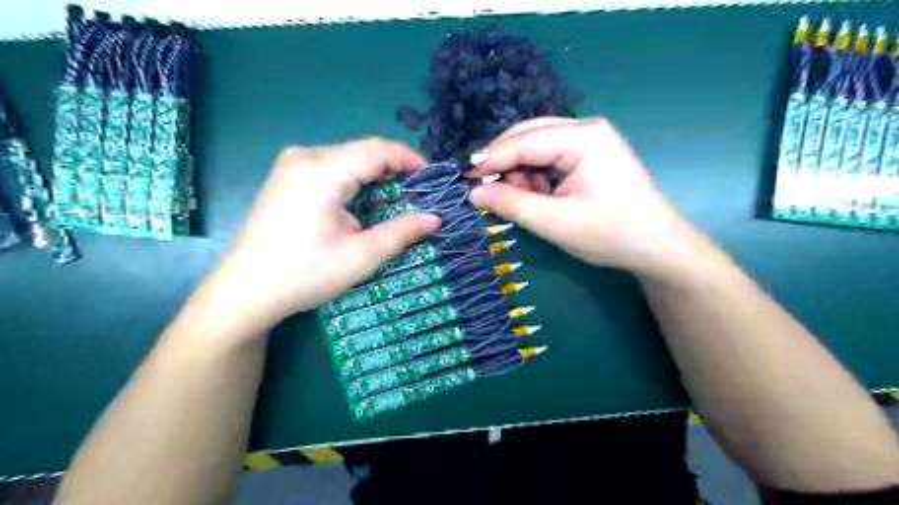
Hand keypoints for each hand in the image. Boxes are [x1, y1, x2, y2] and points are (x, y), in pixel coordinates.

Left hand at [195, 138, 441, 335]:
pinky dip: (355, 182)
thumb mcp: (361, 256)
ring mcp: (291, 165)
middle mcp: (305, 157)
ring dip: (375, 177)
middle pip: (362, 152)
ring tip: (396, 202)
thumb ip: (401, 232)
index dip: (409, 160)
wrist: (245, 290)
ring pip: (347, 159)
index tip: (432, 179)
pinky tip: (364, 204)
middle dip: (394, 171)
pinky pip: (331, 168)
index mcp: (323, 171)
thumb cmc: (305, 274)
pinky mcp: (286, 177)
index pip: (378, 149)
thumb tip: (435, 219)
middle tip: (417, 197)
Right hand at [467, 117, 705, 282]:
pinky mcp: (588, 155)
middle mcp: (585, 128)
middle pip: (528, 136)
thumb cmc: (610, 234)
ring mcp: (588, 140)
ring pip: (535, 147)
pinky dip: (535, 178)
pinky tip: (539, 198)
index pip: (523, 140)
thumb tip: (473, 192)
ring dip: (521, 173)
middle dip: (505, 165)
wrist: (657, 247)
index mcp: (583, 137)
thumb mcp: (555, 222)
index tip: (464, 180)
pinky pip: (548, 158)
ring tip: (524, 202)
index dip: (490, 160)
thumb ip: (511, 204)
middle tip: (489, 193)